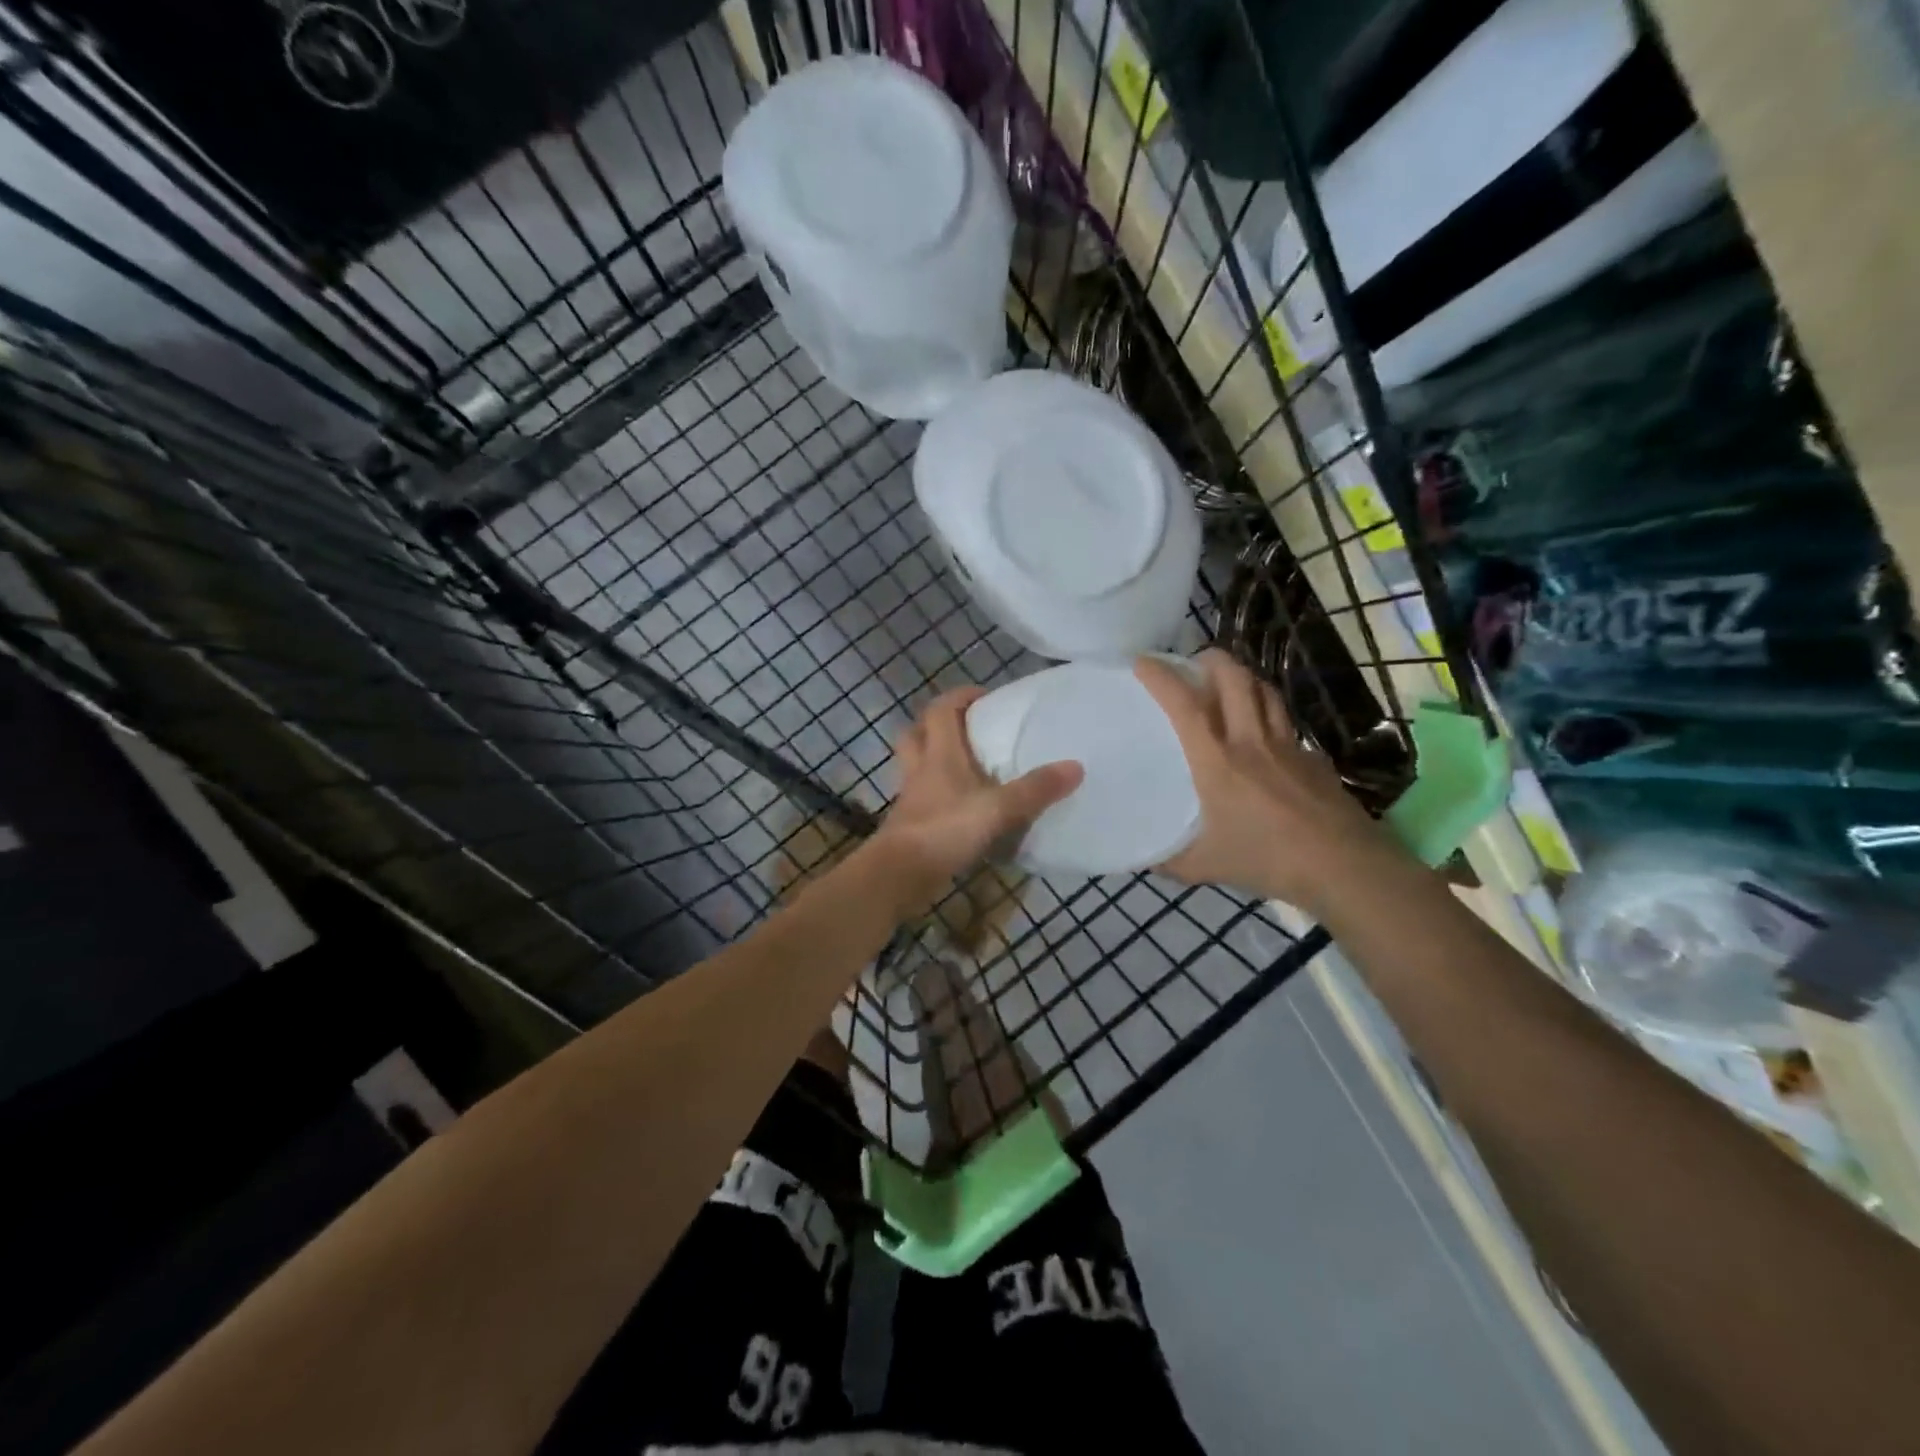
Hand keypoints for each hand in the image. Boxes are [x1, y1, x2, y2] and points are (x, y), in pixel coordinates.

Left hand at [874, 687, 1083, 909]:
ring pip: (917, 764)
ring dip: (935, 758)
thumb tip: (1076, 766)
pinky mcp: (909, 823)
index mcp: (939, 754)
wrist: (899, 874)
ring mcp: (911, 796)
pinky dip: (938, 794)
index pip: (941, 709)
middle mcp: (920, 768)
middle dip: (939, 724)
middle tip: (968, 729)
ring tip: (966, 766)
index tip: (986, 698)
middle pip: (918, 732)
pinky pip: (922, 795)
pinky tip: (961, 806)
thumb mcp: (998, 809)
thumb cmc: (944, 830)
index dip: (960, 697)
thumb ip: (1035, 789)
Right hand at [1134, 650, 1405, 912]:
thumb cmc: (1267, 860)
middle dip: (1212, 659)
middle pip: (1235, 678)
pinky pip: (1286, 723)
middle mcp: (1252, 742)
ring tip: (1228, 684)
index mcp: (1217, 761)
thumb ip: (1168, 859)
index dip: (1162, 678)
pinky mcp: (1313, 758)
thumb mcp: (1204, 866)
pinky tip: (1264, 734)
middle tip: (1194, 663)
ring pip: (1265, 692)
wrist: (1344, 866)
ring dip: (1243, 678)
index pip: (1186, 706)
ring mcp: (1288, 746)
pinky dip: (1269, 714)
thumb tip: (1140, 858)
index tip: (1143, 662)